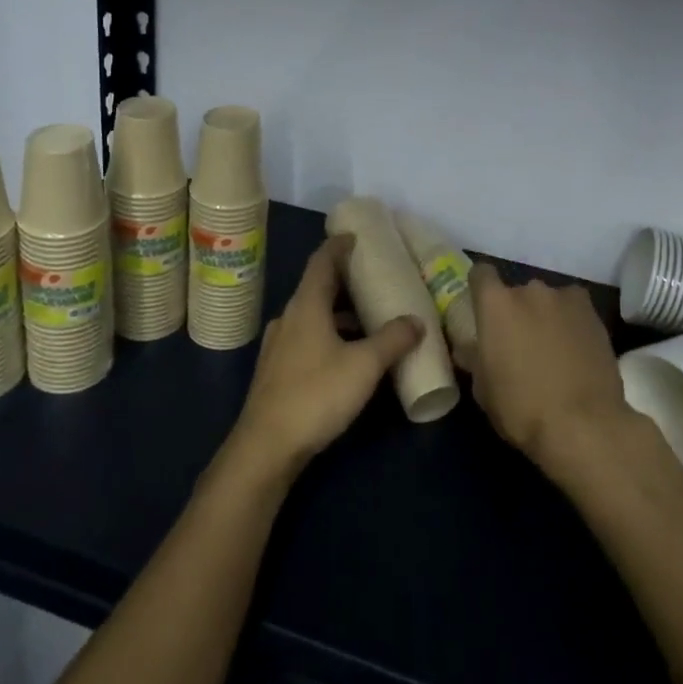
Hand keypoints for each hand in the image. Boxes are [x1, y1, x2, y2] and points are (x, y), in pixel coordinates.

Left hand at [227, 236, 423, 478]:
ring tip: (368, 319)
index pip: (322, 262)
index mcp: (306, 306)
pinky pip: (307, 338)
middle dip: (344, 282)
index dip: (338, 246)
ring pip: (312, 316)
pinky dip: (329, 334)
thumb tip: (416, 320)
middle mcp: (289, 318)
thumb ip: (392, 340)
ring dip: (338, 313)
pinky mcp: (276, 371)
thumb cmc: (316, 394)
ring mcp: (279, 345)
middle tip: (373, 278)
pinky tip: (347, 355)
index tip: (355, 236)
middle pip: (317, 288)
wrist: (266, 447)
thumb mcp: (364, 366)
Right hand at [467, 263, 649, 487]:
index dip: (480, 288)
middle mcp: (528, 290)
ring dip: (545, 316)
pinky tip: (576, 346)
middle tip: (520, 342)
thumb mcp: (483, 389)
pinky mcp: (592, 312)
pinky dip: (571, 320)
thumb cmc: (522, 409)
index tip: (482, 308)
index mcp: (495, 304)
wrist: (584, 425)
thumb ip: (475, 358)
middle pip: (517, 292)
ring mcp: (564, 298)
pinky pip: (574, 307)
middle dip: (517, 312)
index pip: (481, 273)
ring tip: (553, 348)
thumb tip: (469, 348)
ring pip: (547, 300)